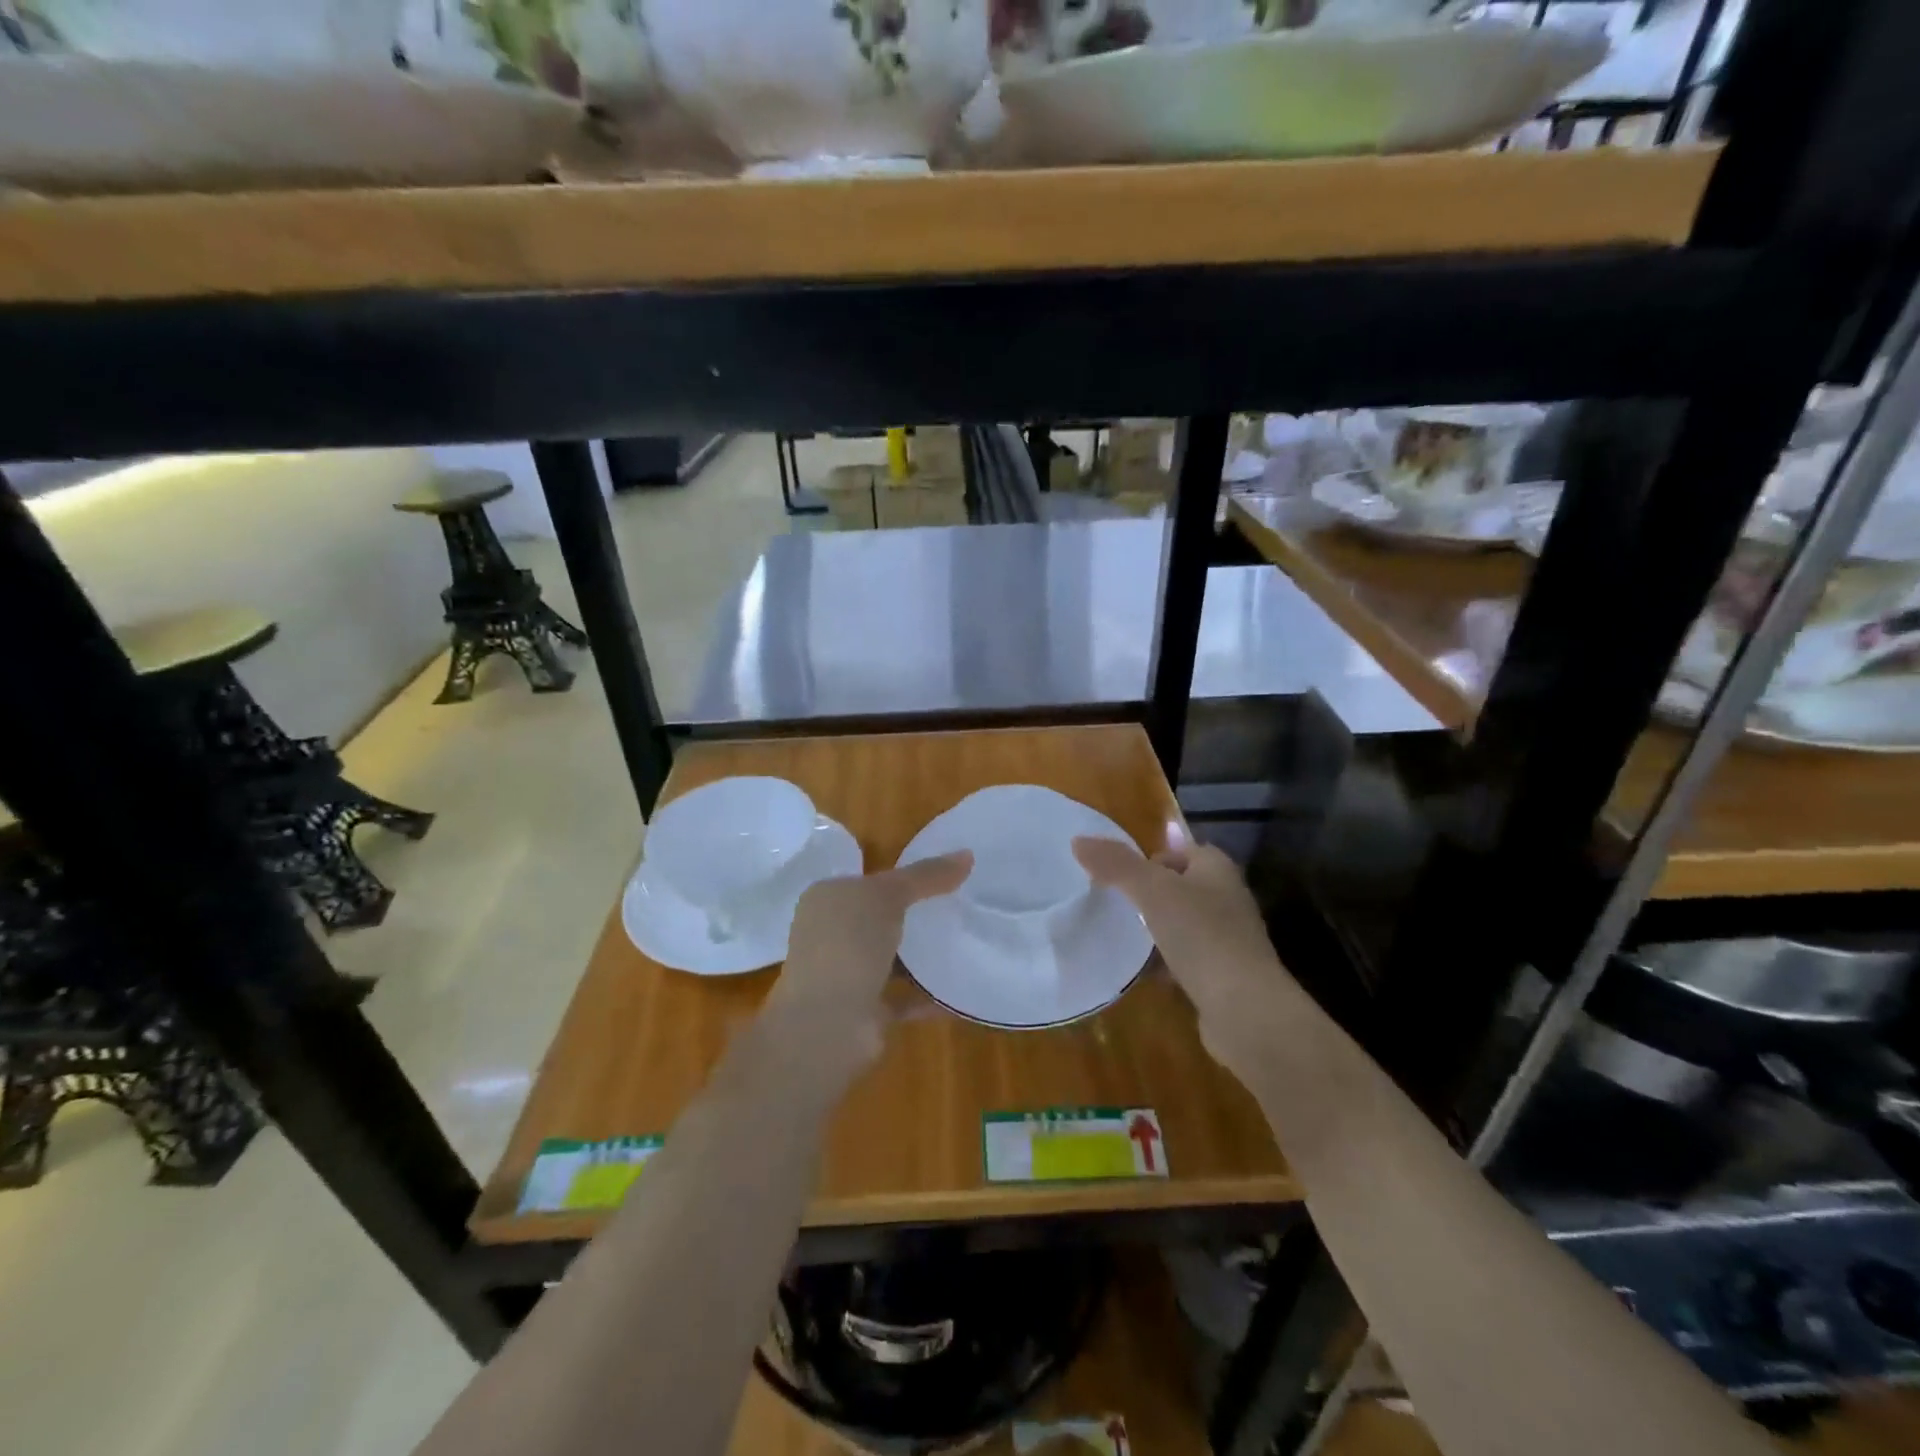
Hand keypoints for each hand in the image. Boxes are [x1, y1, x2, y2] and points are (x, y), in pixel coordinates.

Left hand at [761, 851, 973, 1079]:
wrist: (827, 1025)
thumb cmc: (848, 944)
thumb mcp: (888, 895)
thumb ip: (926, 875)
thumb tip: (967, 854)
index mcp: (825, 900)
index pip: (865, 881)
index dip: (900, 876)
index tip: (942, 876)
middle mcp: (828, 935)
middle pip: (878, 918)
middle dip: (912, 914)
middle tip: (958, 905)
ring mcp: (844, 975)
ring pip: (889, 958)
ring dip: (919, 955)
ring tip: (963, 940)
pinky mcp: (863, 1011)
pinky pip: (902, 996)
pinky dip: (927, 993)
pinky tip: (958, 988)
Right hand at [1073, 833, 1297, 1077]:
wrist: (1244, 1009)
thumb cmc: (1201, 936)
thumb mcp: (1152, 891)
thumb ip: (1116, 864)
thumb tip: (1078, 840)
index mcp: (1216, 869)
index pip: (1182, 850)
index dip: (1151, 856)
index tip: (1119, 874)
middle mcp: (1227, 898)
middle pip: (1180, 886)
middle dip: (1149, 894)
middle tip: (1114, 903)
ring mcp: (1228, 939)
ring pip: (1182, 923)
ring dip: (1155, 929)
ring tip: (1121, 935)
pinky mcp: (1222, 975)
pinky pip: (1185, 959)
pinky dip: (1164, 962)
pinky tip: (1141, 972)